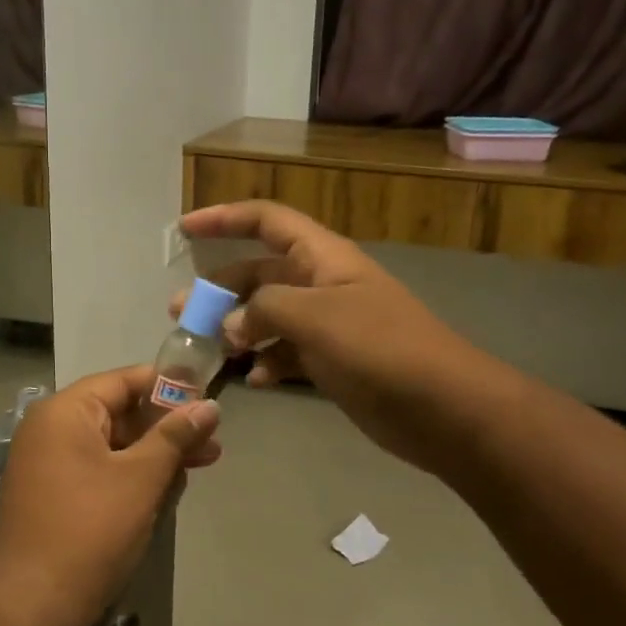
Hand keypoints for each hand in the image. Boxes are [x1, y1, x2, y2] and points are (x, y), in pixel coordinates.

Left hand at [0, 366, 219, 625]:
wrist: (30, 606)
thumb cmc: (90, 530)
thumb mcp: (141, 478)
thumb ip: (175, 436)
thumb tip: (209, 405)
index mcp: (66, 412)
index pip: (124, 381)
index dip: (168, 387)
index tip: (208, 399)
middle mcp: (52, 429)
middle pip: (120, 413)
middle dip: (167, 429)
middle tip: (213, 445)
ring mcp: (49, 464)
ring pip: (113, 446)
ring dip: (154, 456)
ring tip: (196, 470)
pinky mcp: (54, 496)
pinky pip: (99, 471)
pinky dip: (131, 477)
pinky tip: (165, 492)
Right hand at [174, 200, 486, 476]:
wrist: (444, 407)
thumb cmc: (379, 348)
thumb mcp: (315, 317)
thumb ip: (263, 310)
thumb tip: (230, 325)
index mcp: (322, 257)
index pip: (267, 221)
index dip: (224, 218)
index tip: (185, 229)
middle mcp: (322, 284)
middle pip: (260, 274)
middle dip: (220, 289)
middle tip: (182, 312)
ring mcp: (329, 325)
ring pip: (269, 316)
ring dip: (238, 329)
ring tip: (208, 351)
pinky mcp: (333, 361)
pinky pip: (288, 352)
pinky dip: (267, 362)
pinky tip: (254, 380)